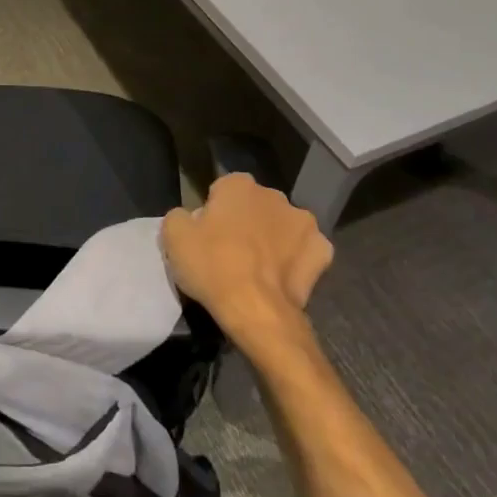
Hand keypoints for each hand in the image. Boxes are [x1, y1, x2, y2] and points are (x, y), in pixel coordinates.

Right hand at [160, 173, 332, 347]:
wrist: (256, 311)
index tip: (207, 235)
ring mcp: (304, 223)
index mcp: (239, 185)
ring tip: (258, 269)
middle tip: (230, 252)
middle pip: (255, 206)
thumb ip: (180, 216)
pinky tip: (282, 278)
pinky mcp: (323, 252)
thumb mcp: (173, 236)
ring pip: (283, 227)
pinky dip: (296, 260)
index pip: (223, 190)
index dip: (214, 212)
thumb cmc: (212, 266)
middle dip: (246, 221)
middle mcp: (275, 195)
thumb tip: (191, 218)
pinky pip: (305, 251)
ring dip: (273, 239)